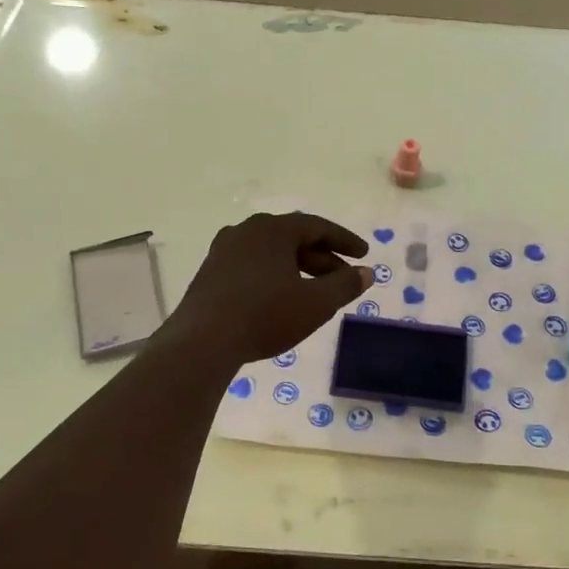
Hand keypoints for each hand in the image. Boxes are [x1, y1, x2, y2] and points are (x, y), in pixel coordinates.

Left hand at [164, 212, 371, 365]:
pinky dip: (275, 277)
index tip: (364, 254)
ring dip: (298, 269)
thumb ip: (344, 285)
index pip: (317, 226)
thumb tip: (366, 272)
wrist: (202, 342)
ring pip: (272, 254)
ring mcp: (223, 251)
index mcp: (272, 229)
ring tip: (315, 293)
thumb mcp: (315, 303)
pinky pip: (252, 267)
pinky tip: (281, 300)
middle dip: (322, 259)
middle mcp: (246, 231)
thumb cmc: (265, 315)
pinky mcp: (210, 274)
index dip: (344, 241)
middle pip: (293, 239)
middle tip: (343, 279)